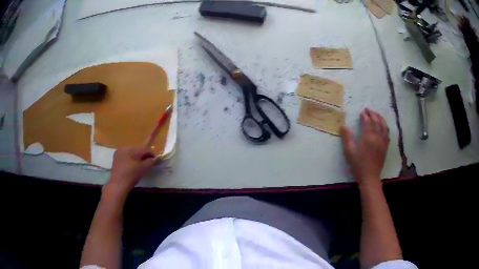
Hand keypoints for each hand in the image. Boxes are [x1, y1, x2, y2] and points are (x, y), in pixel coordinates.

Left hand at [105, 147, 155, 196]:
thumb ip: (151, 162)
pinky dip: (130, 160)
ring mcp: (119, 152)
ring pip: (131, 153)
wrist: (118, 185)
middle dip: (144, 156)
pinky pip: (126, 156)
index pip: (145, 149)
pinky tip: (132, 167)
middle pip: (138, 150)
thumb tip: (157, 158)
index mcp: (131, 149)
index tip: (156, 161)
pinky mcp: (115, 158)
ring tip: (140, 166)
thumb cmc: (131, 176)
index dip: (152, 154)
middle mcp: (124, 148)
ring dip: (137, 158)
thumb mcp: (143, 168)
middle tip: (148, 164)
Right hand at [340, 108, 389, 187]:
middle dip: (373, 114)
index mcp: (368, 137)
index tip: (362, 112)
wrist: (369, 177)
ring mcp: (383, 141)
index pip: (368, 122)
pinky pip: (387, 133)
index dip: (365, 116)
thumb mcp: (349, 151)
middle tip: (368, 110)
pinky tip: (383, 126)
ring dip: (380, 118)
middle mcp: (377, 137)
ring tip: (377, 114)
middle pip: (376, 121)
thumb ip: (346, 137)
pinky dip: (385, 126)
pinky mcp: (385, 146)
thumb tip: (342, 125)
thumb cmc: (358, 164)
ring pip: (383, 126)